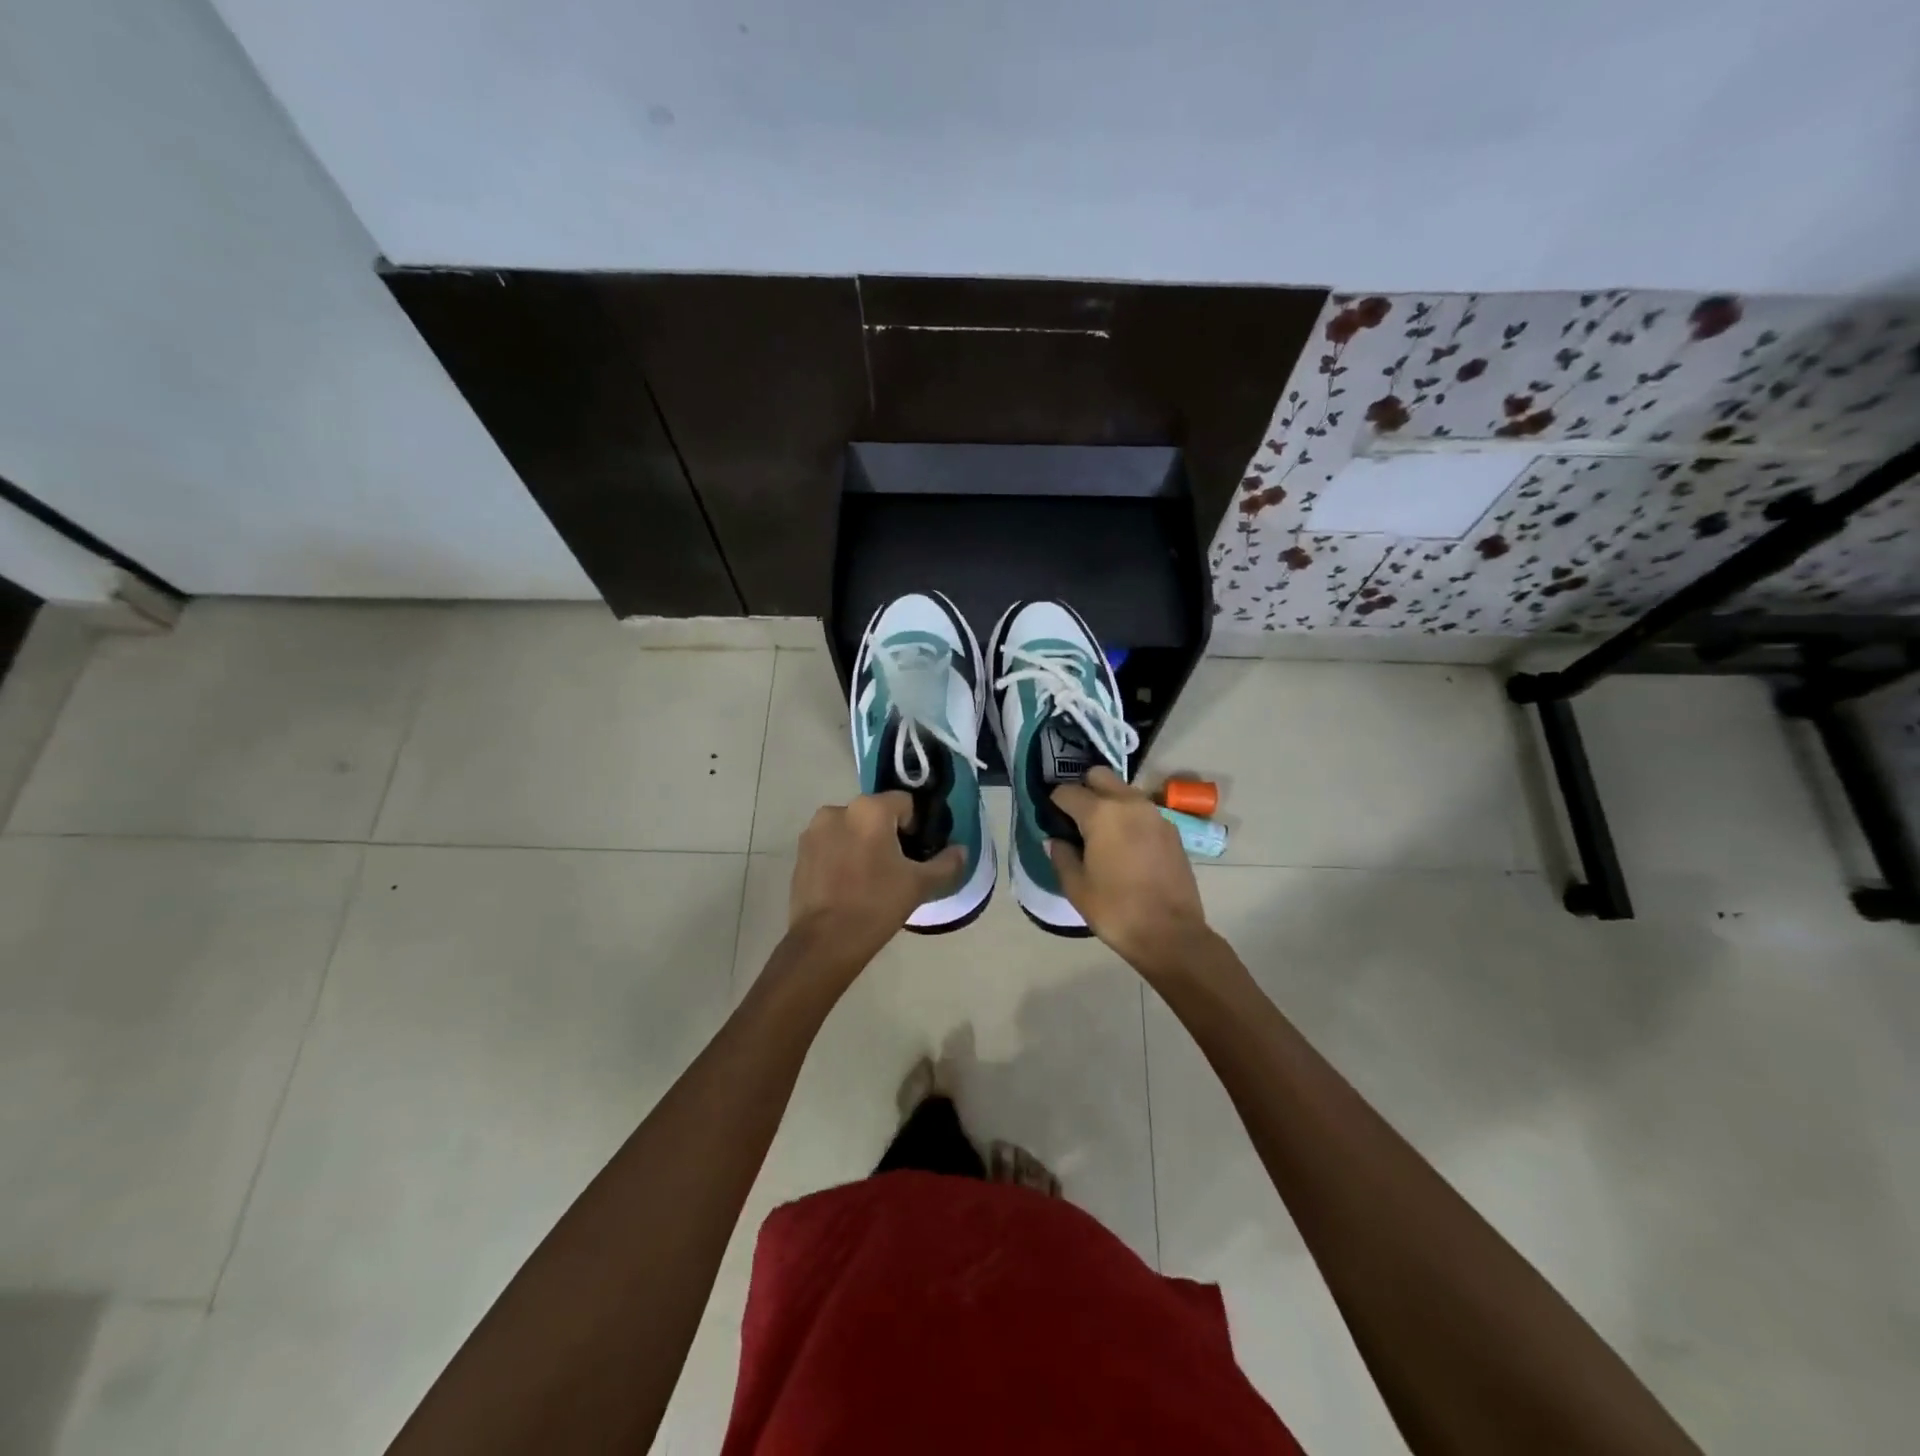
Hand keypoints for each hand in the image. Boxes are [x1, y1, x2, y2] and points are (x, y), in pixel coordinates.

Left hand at [787, 792, 965, 972]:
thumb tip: (961, 851)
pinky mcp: (800, 853)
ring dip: (862, 844)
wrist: (825, 942)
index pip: (905, 803)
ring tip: (870, 879)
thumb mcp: (920, 885)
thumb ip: (946, 864)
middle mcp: (837, 810)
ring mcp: (814, 832)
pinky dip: (842, 857)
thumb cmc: (877, 904)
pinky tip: (848, 885)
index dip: (916, 826)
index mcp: (869, 809)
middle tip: (897, 868)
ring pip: (851, 829)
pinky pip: (830, 845)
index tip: (917, 854)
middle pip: (875, 814)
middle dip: (888, 834)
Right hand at [1049, 768, 1211, 976]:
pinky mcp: (1171, 829)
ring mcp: (1155, 813)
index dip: (1054, 804)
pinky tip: (1125, 846)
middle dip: (1083, 790)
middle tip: (1076, 820)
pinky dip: (1129, 817)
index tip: (1051, 820)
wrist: (1171, 934)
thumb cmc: (1116, 910)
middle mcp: (1129, 803)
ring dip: (1108, 802)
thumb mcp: (1076, 887)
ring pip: (1123, 791)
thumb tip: (1058, 840)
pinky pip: (1142, 810)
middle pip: (1099, 776)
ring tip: (1101, 834)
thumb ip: (1061, 855)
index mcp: (1101, 813)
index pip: (1067, 791)